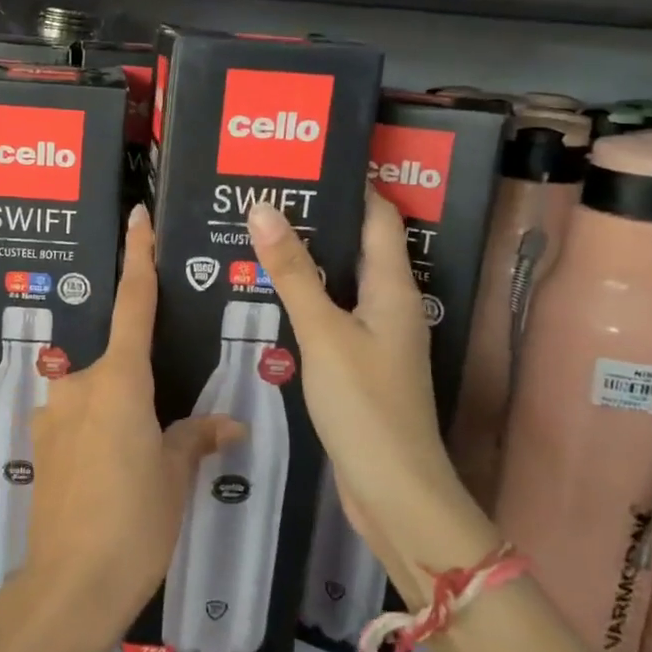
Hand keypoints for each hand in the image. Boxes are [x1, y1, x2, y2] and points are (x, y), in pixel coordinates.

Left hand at [24, 205, 241, 651]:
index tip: (138, 216)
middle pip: (120, 365)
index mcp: (121, 382)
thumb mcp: (174, 477)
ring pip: (99, 398)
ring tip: (137, 473)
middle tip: (163, 438)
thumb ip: (195, 438)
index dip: (139, 257)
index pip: (134, 304)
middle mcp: (81, 385)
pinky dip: (99, 438)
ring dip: (120, 419)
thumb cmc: (135, 523)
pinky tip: (110, 481)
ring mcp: (55, 414)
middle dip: (142, 390)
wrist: (70, 585)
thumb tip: (227, 424)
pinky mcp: (41, 443)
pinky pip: (79, 424)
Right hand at [245, 193, 496, 586]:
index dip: (350, 184)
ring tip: (258, 235)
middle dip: (319, 217)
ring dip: (308, 259)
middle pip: (358, 245)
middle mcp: (390, 305)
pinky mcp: (360, 364)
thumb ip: (293, 272)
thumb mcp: (324, 332)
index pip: (378, 216)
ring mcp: (376, 337)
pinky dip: (306, 297)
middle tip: (266, 194)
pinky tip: (270, 296)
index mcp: (393, 288)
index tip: (305, 160)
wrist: (394, 491)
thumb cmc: (364, 405)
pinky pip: (332, 314)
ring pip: (341, 281)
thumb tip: (263, 207)